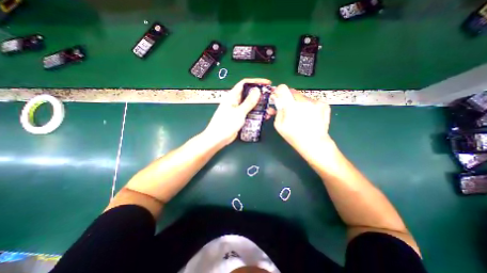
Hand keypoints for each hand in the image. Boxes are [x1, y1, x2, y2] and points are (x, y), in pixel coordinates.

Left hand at [202, 79, 272, 146]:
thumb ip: (249, 102)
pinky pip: (251, 113)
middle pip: (250, 94)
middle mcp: (236, 101)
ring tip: (270, 109)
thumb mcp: (239, 112)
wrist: (218, 138)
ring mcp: (239, 109)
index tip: (267, 83)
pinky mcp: (241, 117)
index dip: (256, 81)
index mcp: (233, 96)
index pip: (245, 83)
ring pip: (252, 104)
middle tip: (272, 97)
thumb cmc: (226, 124)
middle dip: (261, 95)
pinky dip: (258, 113)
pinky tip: (265, 116)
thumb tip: (257, 90)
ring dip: (261, 106)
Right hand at [270, 84, 330, 149]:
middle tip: (288, 108)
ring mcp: (315, 102)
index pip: (283, 88)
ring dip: (299, 102)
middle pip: (293, 92)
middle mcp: (304, 101)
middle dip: (288, 98)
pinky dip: (308, 106)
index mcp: (291, 106)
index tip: (278, 96)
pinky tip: (309, 116)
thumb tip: (278, 102)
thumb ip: (278, 111)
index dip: (279, 91)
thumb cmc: (294, 136)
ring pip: (303, 97)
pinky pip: (312, 101)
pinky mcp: (324, 104)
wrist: (314, 143)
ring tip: (300, 115)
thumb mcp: (279, 125)